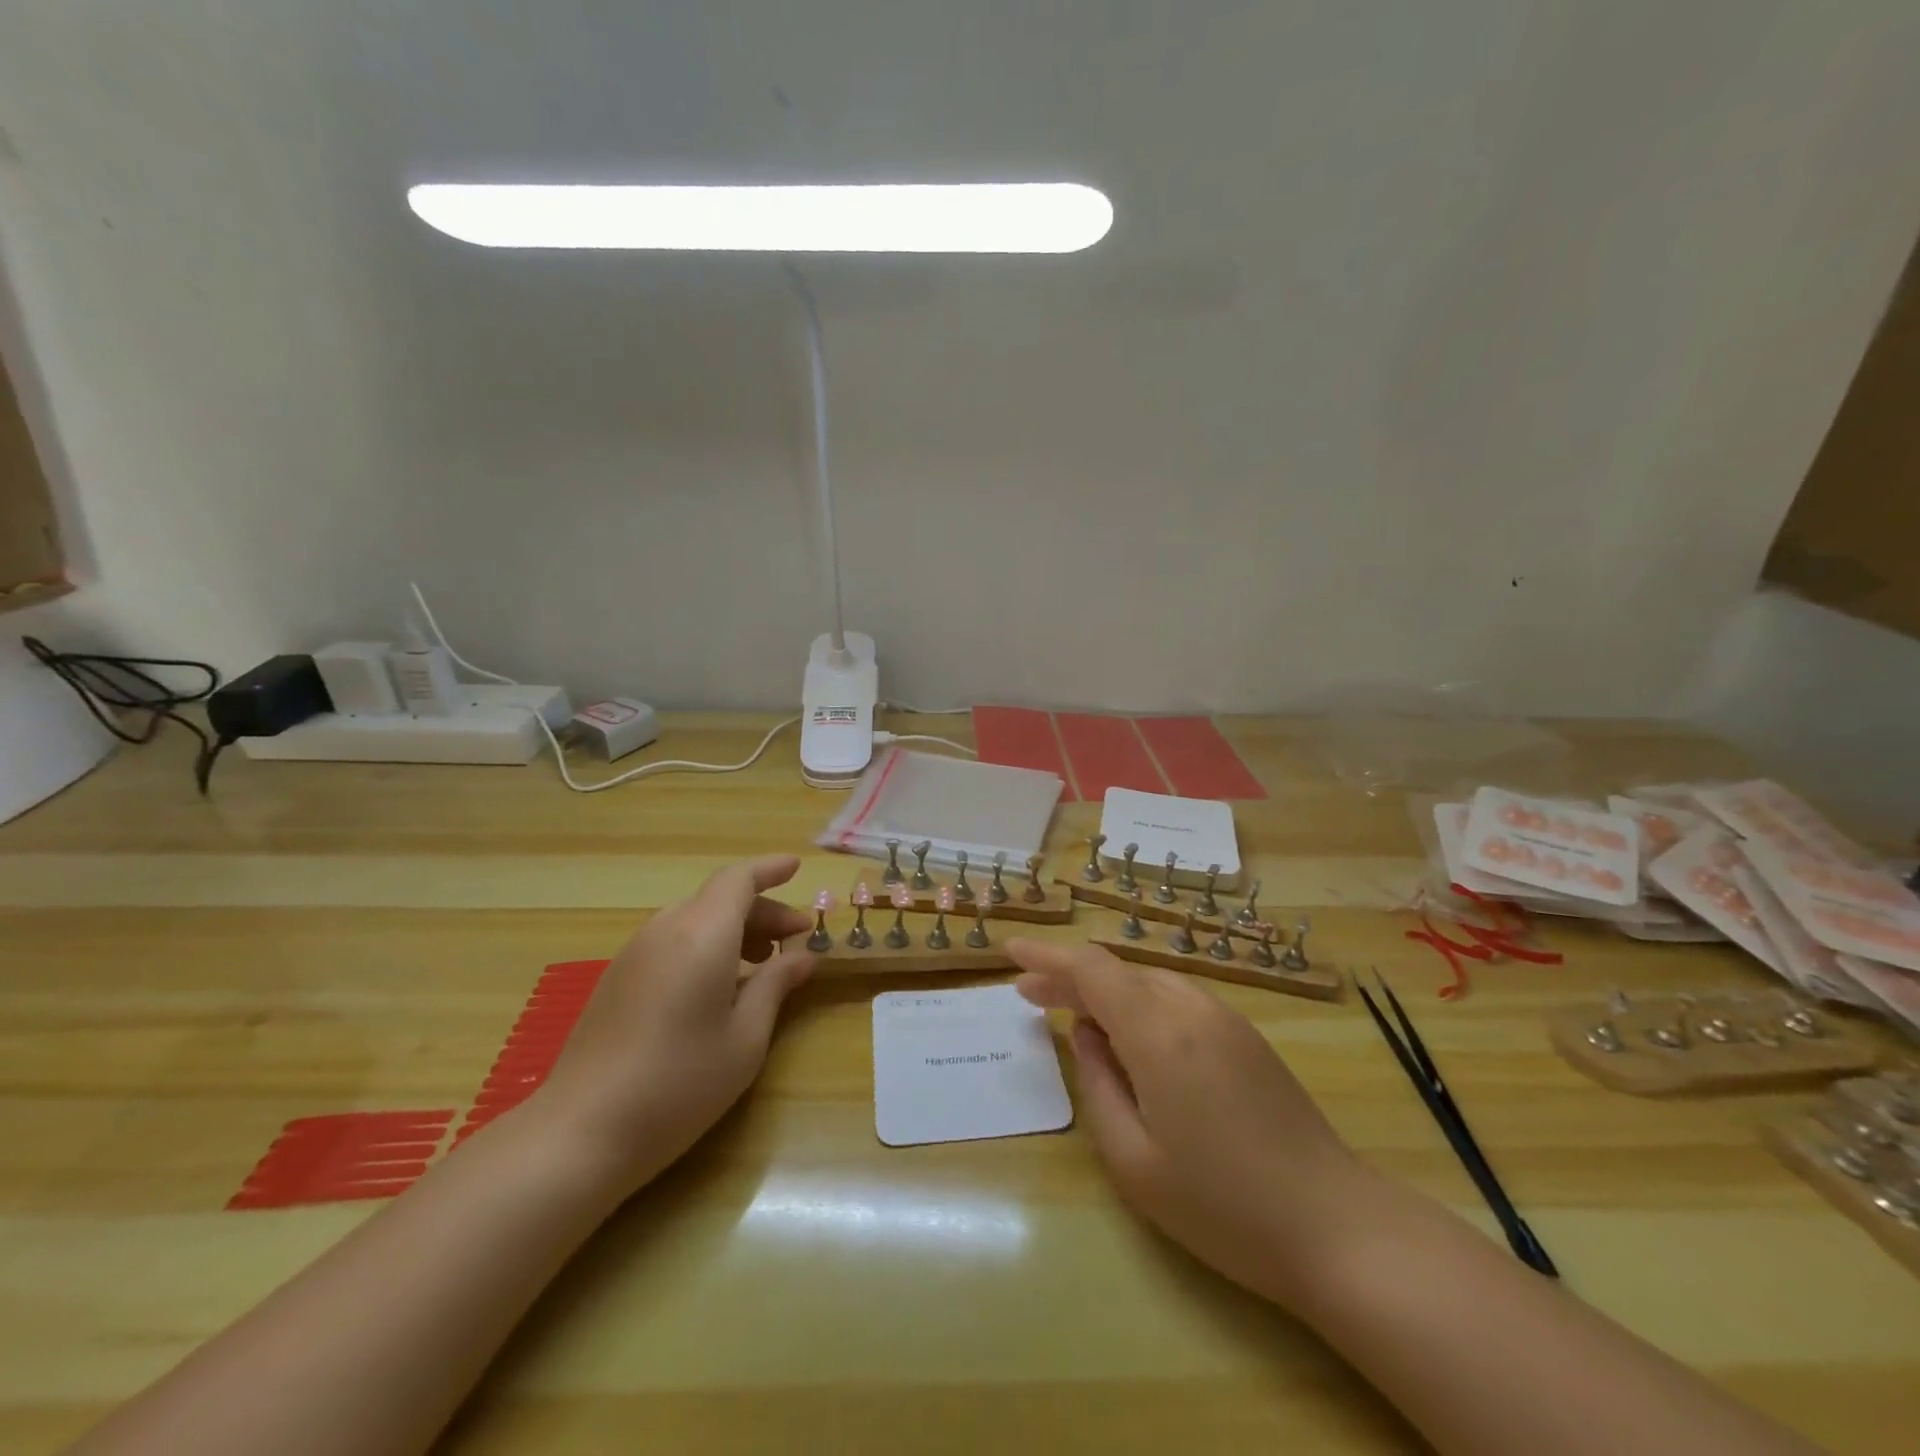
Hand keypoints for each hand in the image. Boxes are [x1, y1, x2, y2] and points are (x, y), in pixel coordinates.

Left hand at [531, 855, 817, 1195]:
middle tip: (795, 939)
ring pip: (694, 918)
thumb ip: (776, 985)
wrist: (581, 1132)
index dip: (770, 869)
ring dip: (733, 928)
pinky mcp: (617, 978)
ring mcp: (635, 953)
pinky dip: (705, 944)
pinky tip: (718, 986)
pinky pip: (671, 940)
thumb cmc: (679, 1083)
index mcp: (702, 934)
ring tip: (762, 962)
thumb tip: (802, 957)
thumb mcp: (745, 1037)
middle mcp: (666, 929)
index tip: (797, 868)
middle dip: (761, 910)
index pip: (739, 879)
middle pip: (718, 898)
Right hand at [1009, 939, 1376, 1307]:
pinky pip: (1178, 1000)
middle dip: (1069, 977)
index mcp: (1159, 1034)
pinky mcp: (1246, 1036)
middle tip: (1029, 996)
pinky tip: (1130, 1035)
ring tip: (1073, 1016)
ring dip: (1106, 990)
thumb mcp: (1134, 1161)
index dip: (1048, 957)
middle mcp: (1192, 1009)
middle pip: (1118, 971)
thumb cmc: (1223, 1206)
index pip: (1091, 970)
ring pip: (1149, 982)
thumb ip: (1098, 1085)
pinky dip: (1140, 1004)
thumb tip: (1085, 1034)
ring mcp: (1225, 1018)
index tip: (1011, 953)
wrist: (1337, 1228)